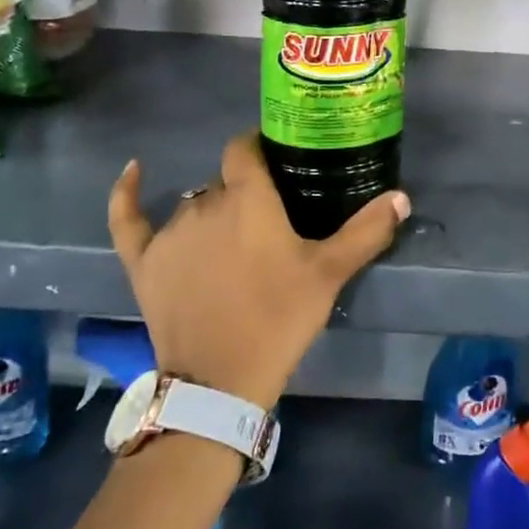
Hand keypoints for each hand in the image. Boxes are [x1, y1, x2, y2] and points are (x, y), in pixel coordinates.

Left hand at [107, 132, 409, 409]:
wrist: (219, 381)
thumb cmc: (278, 318)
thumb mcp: (328, 274)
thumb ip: (365, 232)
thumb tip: (401, 196)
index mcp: (247, 198)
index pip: (245, 148)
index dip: (259, 146)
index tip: (277, 159)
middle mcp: (205, 203)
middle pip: (225, 182)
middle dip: (246, 193)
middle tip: (270, 220)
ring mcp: (169, 232)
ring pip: (193, 204)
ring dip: (213, 212)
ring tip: (235, 241)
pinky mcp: (143, 261)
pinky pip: (128, 219)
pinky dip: (126, 194)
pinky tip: (132, 170)